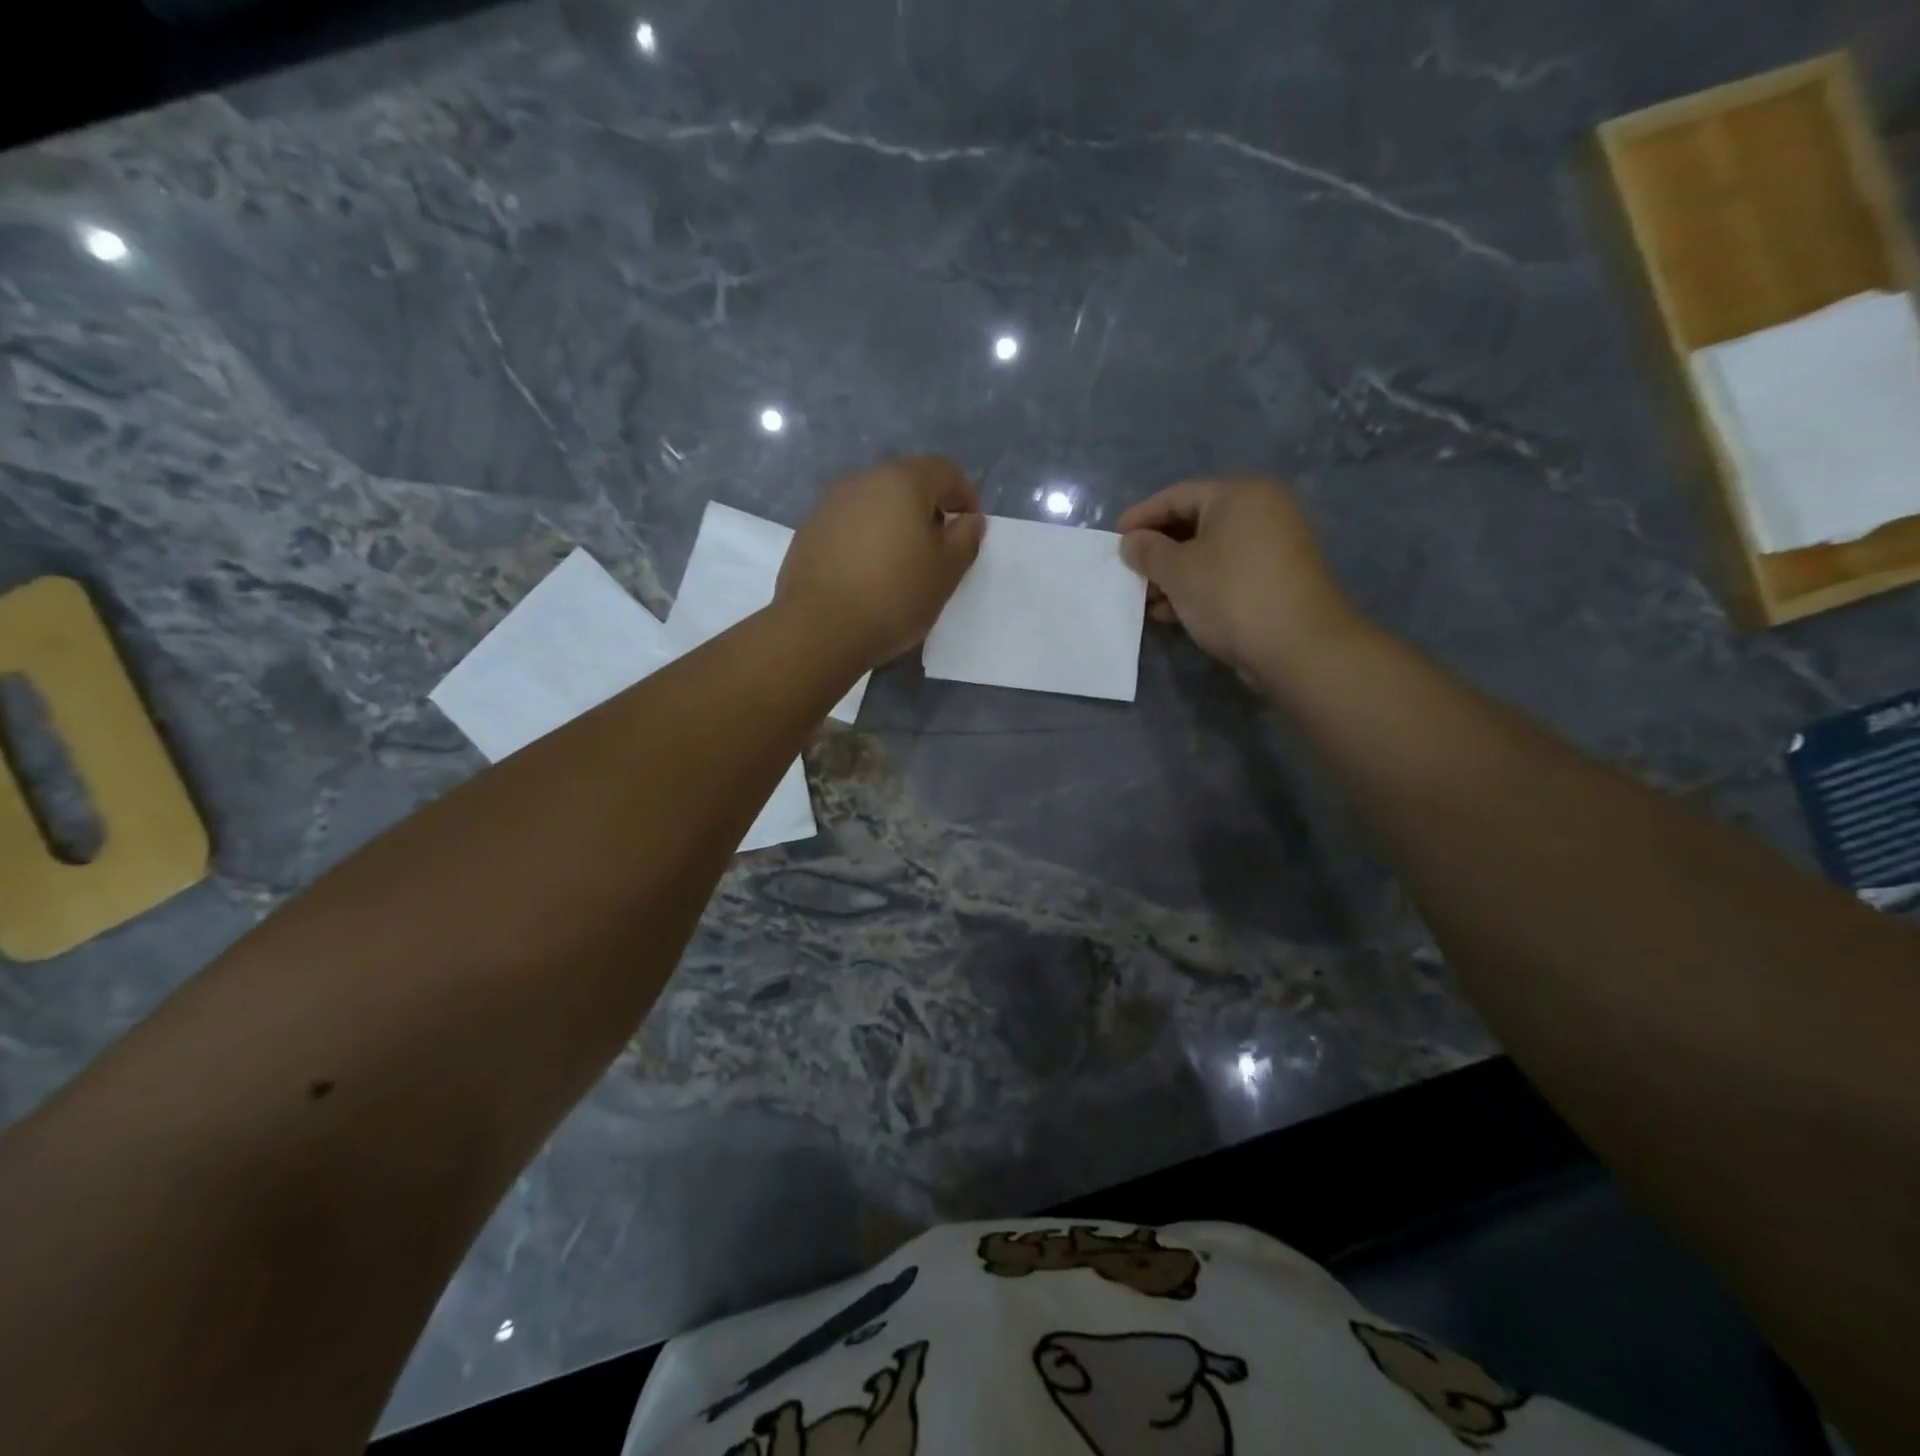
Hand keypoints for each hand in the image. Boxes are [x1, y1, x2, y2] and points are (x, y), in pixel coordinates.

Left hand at [777, 456, 986, 669]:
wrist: (819, 629)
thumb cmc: (894, 596)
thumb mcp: (946, 572)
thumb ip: (966, 539)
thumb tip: (969, 520)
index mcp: (902, 482)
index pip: (945, 472)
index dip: (965, 497)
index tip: (969, 531)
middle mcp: (863, 482)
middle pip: (907, 484)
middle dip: (928, 511)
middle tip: (937, 552)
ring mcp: (830, 505)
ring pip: (876, 506)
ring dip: (895, 526)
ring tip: (901, 567)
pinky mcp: (809, 532)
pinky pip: (850, 526)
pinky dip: (866, 541)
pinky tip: (867, 577)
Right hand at [1117, 479, 1359, 688]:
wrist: (1297, 646)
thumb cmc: (1230, 595)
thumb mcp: (1178, 571)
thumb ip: (1148, 551)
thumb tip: (1131, 542)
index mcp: (1239, 496)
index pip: (1177, 496)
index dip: (1141, 516)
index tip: (1114, 540)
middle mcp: (1261, 512)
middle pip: (1194, 523)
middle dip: (1157, 550)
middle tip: (1129, 571)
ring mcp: (1272, 547)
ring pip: (1209, 553)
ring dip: (1173, 575)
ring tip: (1146, 599)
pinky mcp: (1275, 580)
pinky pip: (1225, 573)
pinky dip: (1197, 587)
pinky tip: (1170, 612)